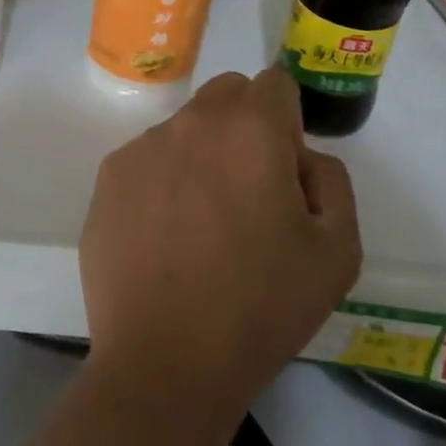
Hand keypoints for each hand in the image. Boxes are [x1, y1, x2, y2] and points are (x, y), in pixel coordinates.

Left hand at [79, 68, 360, 427]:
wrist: (166, 362)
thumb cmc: (261, 307)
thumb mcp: (337, 251)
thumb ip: (331, 181)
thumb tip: (301, 158)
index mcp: (250, 129)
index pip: (275, 84)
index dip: (288, 121)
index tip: (284, 171)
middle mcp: (191, 122)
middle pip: (227, 95)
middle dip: (246, 125)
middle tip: (248, 192)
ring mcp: (142, 147)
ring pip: (185, 128)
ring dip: (202, 155)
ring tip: (201, 227)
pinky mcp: (108, 178)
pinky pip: (147, 160)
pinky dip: (162, 182)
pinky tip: (164, 239)